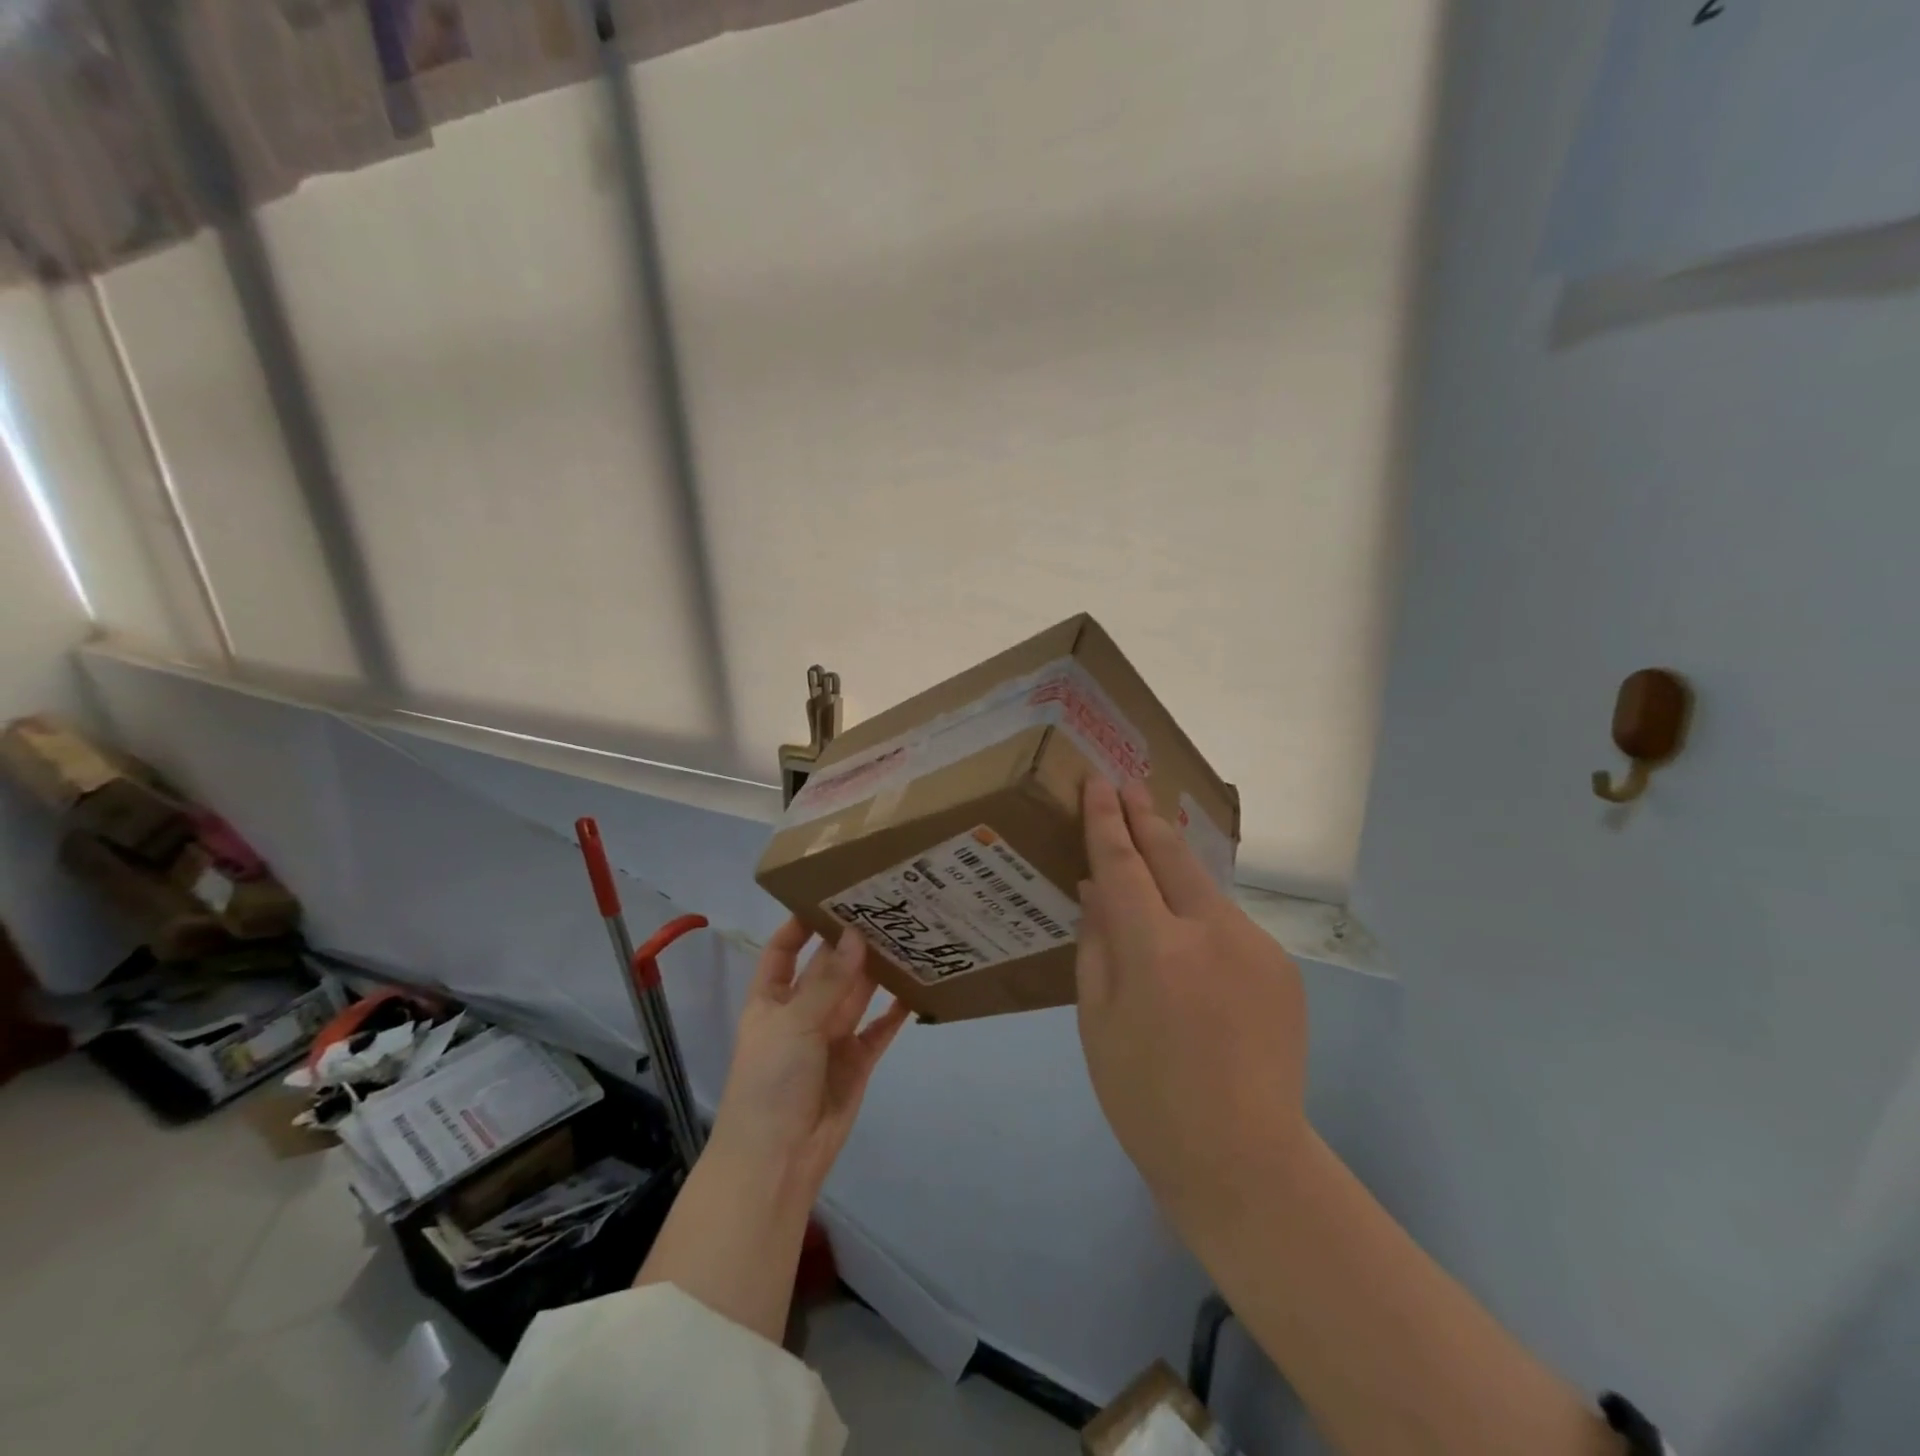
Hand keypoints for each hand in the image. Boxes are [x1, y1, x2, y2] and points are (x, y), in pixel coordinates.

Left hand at [708, 919, 911, 1199]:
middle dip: (850, 942)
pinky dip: (896, 1011)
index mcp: (771, 1000)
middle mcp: (801, 1012)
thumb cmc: (771, 1081)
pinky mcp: (857, 1061)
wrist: (778, 1160)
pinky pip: (879, 1029)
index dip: (800, 925)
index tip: (830, 896)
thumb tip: (855, 935)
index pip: (782, 951)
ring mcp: (830, 1037)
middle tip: (885, 907)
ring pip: (857, 994)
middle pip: (827, 968)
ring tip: (907, 935)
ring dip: (876, 970)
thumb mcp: (793, 1023)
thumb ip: (828, 981)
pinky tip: (917, 987)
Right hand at [1075, 777, 1309, 1230]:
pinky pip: (1227, 924)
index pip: (1124, 864)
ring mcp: (1256, 948)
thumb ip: (1097, 944)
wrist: (1245, 1161)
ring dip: (1175, 865)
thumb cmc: (1147, 1098)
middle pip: (1173, 856)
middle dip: (1146, 817)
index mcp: (1157, 951)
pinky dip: (1199, 913)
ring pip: (1204, 889)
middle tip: (1129, 785)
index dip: (1107, 821)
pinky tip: (1188, 933)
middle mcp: (1213, 934)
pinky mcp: (1281, 967)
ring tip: (1152, 847)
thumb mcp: (1097, 1021)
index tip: (1099, 783)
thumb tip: (1096, 889)